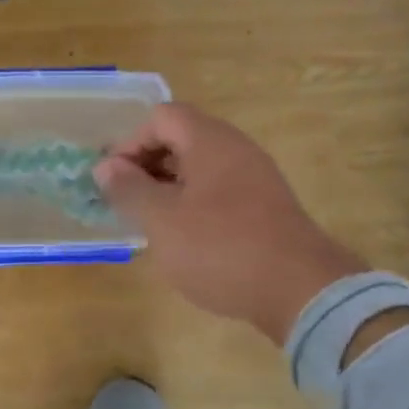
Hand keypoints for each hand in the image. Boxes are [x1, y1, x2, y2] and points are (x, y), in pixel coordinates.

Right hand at [95, 103, 367, 344]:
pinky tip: (186, 240)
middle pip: (181, 139)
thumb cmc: (220, 247)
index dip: (130, 142)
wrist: (302, 291)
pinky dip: (195, 205)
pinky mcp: (267, 208)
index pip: (161, 117)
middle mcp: (236, 149)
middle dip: (147, 166)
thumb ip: (129, 188)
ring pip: (200, 168)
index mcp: (210, 141)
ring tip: (152, 223)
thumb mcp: (161, 219)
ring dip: (169, 188)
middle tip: (128, 201)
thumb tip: (105, 167)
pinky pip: (220, 191)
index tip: (115, 180)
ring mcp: (257, 178)